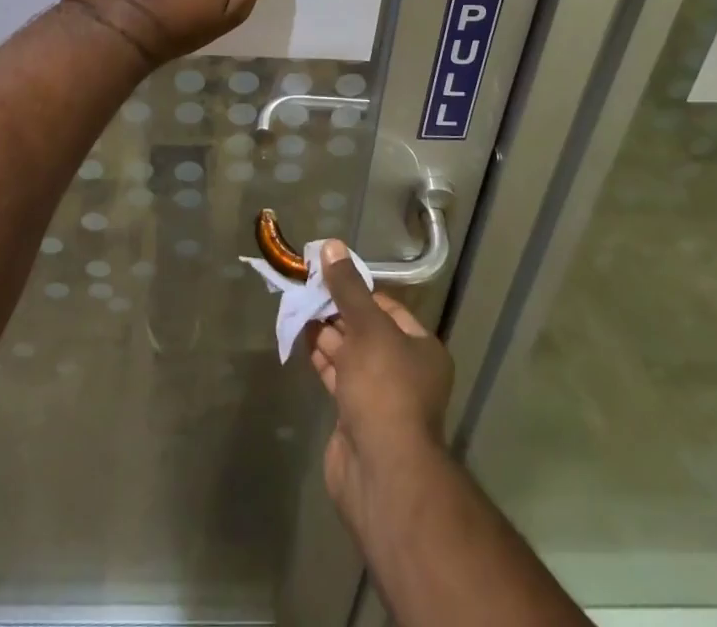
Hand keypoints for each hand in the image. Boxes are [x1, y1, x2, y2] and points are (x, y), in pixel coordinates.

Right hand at [308, 241, 455, 534]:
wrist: (381, 471)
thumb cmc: (384, 389)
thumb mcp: (367, 328)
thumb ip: (347, 287)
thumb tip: (331, 245)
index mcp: (421, 348)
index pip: (387, 307)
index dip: (357, 289)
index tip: (327, 274)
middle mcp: (404, 370)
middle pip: (366, 329)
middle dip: (337, 309)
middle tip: (305, 286)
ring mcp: (380, 396)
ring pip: (349, 353)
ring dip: (325, 331)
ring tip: (296, 304)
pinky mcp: (355, 416)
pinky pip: (337, 376)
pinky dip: (320, 356)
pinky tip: (300, 336)